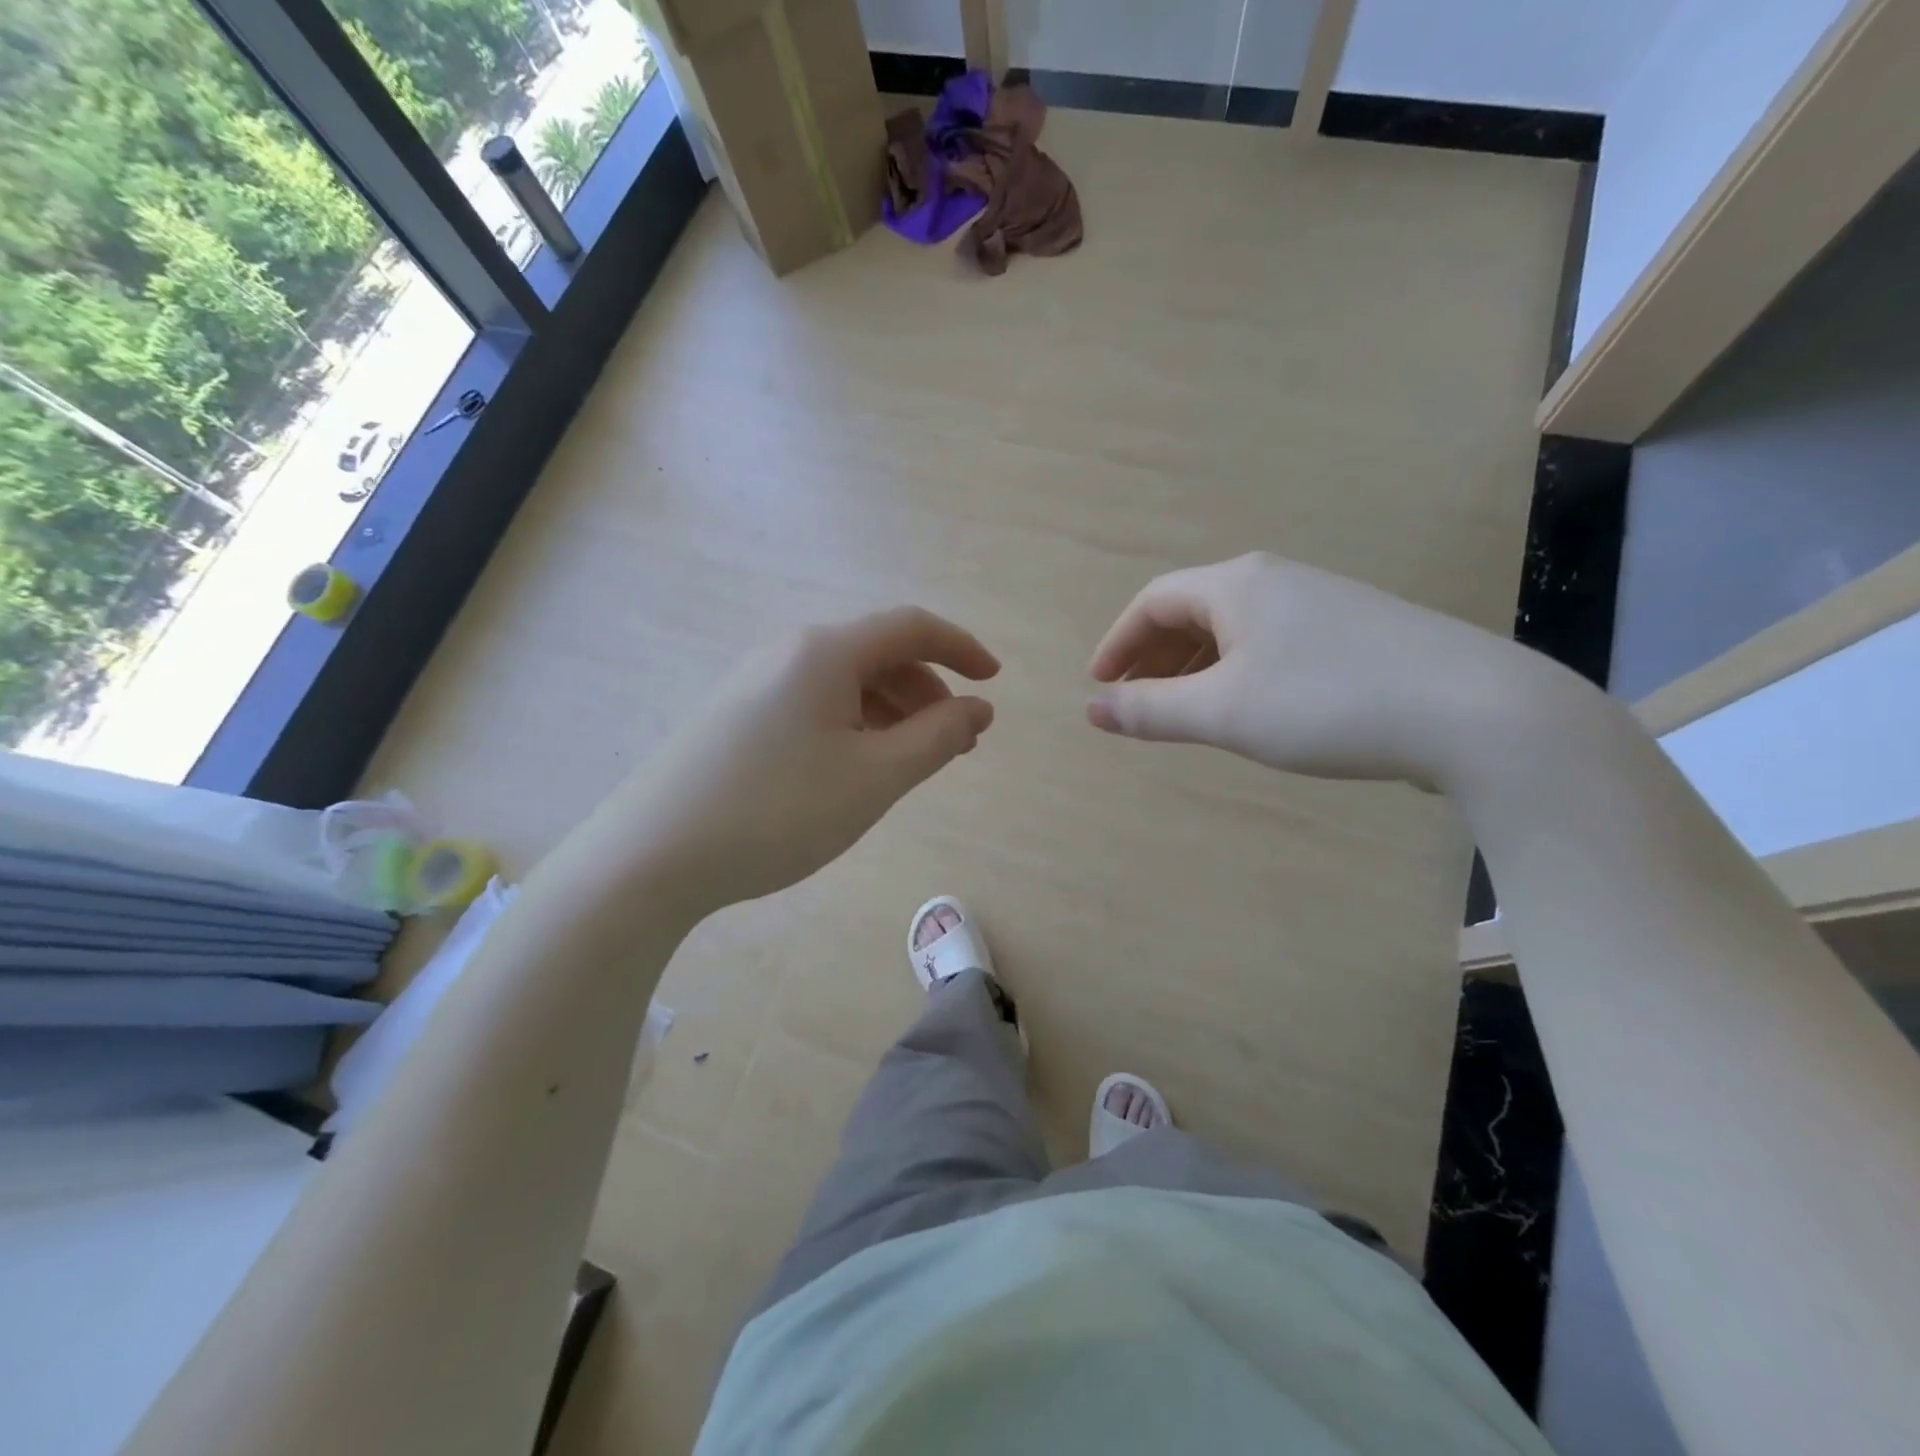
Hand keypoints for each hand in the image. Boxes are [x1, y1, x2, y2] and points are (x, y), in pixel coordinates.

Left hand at [619, 606, 997, 913]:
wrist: (652, 856)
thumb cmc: (778, 811)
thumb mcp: (875, 777)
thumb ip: (937, 738)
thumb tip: (979, 708)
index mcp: (826, 651)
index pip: (911, 627)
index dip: (961, 648)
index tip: (994, 682)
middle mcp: (789, 652)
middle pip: (878, 654)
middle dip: (928, 691)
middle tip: (956, 744)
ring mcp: (756, 682)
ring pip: (845, 682)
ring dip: (892, 712)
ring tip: (912, 762)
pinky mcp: (736, 715)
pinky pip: (814, 703)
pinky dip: (853, 725)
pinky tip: (856, 768)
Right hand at [1086, 552, 1548, 786]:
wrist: (1475, 711)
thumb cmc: (1326, 703)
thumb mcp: (1223, 711)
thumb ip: (1151, 710)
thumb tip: (1091, 708)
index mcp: (1238, 585)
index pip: (1154, 601)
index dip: (1118, 642)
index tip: (1099, 684)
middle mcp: (1278, 580)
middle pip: (1193, 610)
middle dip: (1154, 656)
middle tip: (1135, 702)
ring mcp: (1323, 603)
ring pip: (1235, 629)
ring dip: (1195, 666)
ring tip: (1184, 711)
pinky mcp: (1357, 632)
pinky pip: (1272, 643)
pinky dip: (1238, 671)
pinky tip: (1250, 707)